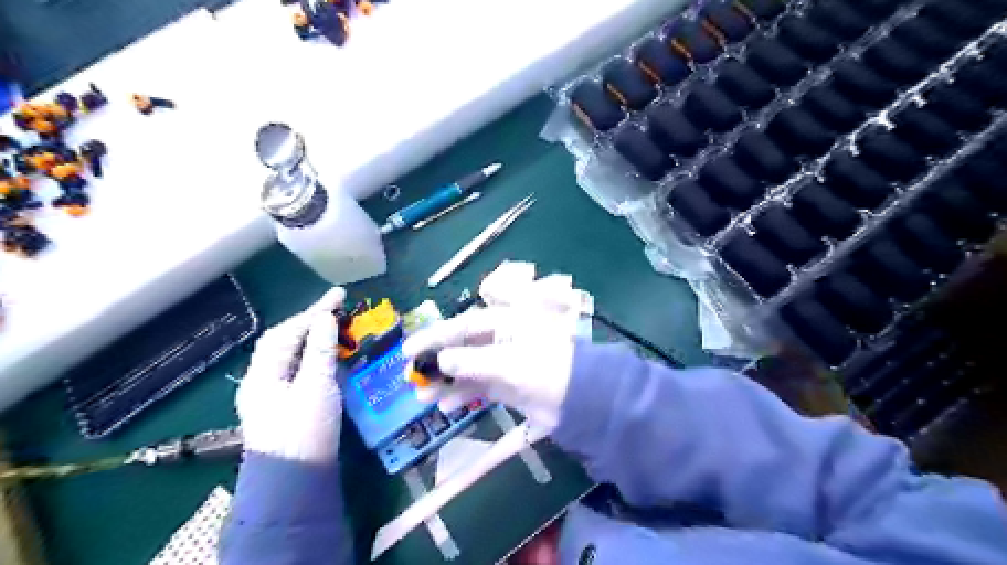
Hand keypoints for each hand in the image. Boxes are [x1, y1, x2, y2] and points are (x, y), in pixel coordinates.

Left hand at [239, 286, 349, 462]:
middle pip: (283, 341)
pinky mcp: (284, 405)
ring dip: (311, 337)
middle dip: (309, 321)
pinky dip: (312, 355)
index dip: (315, 311)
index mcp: (264, 374)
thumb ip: (319, 351)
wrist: (294, 481)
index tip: (340, 295)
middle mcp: (261, 380)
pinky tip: (327, 354)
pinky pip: (296, 369)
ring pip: (289, 355)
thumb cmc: (305, 431)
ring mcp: (271, 394)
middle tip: (337, 309)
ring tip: (334, 326)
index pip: (288, 332)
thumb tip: (324, 318)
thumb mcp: (316, 387)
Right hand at [404, 263, 591, 430]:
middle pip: (462, 347)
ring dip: (446, 382)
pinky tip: (447, 407)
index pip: (462, 325)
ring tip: (423, 398)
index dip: (433, 336)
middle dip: (437, 362)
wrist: (583, 400)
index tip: (407, 350)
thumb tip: (441, 359)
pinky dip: (463, 395)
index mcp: (505, 322)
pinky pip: (478, 386)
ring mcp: (505, 362)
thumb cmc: (546, 369)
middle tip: (412, 377)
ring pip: (467, 369)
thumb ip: (471, 361)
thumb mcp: (507, 362)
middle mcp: (503, 338)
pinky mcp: (508, 384)